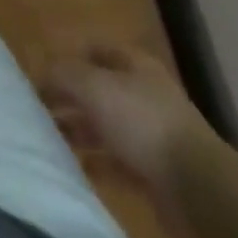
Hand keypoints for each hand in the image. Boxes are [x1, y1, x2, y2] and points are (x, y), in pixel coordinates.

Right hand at [40, 43, 216, 202]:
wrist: (196, 188)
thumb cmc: (141, 121)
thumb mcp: (93, 86)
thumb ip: (63, 74)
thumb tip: (43, 72)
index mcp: (135, 65)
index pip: (97, 50)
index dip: (71, 56)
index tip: (44, 70)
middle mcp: (144, 95)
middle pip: (100, 90)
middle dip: (71, 97)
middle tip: (40, 107)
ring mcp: (152, 135)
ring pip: (107, 126)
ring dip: (81, 130)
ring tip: (51, 137)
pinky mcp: (155, 173)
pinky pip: (118, 162)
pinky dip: (97, 162)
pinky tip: (77, 166)